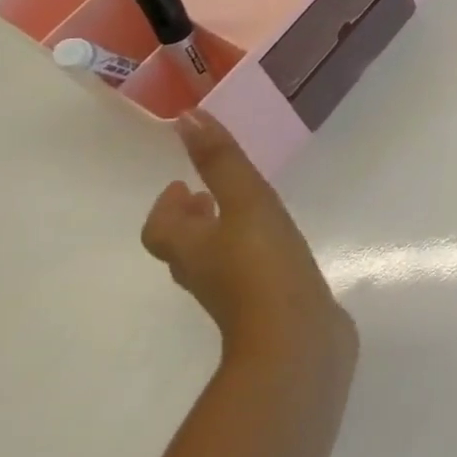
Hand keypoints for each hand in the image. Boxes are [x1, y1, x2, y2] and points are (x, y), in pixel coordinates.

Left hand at [142, 110, 356, 371]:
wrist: (296, 341)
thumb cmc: (264, 266)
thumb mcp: (246, 202)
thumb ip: (221, 161)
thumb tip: (187, 116)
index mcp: (192, 249)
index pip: (161, 228)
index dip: (165, 207)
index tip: (181, 185)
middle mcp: (205, 273)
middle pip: (186, 245)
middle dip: (195, 218)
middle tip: (210, 195)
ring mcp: (236, 295)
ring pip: (217, 260)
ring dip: (223, 235)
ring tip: (247, 214)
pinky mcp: (266, 307)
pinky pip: (250, 273)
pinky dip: (253, 254)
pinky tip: (280, 247)